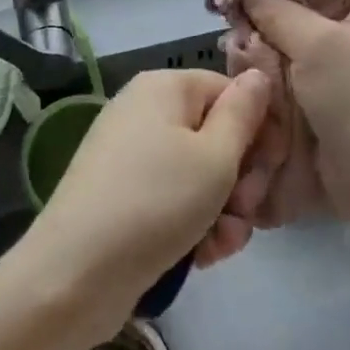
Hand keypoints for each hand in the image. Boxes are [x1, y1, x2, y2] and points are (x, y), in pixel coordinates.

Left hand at [17, 69, 269, 331]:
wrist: (76, 273)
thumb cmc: (156, 202)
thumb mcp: (215, 157)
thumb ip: (244, 113)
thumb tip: (257, 76)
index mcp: (165, 87)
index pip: (230, 92)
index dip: (259, 130)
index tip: (273, 170)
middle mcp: (145, 111)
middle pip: (216, 134)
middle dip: (242, 178)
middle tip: (247, 210)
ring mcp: (131, 154)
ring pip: (200, 174)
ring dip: (223, 210)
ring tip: (223, 243)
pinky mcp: (124, 194)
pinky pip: (174, 198)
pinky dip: (194, 223)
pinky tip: (203, 256)